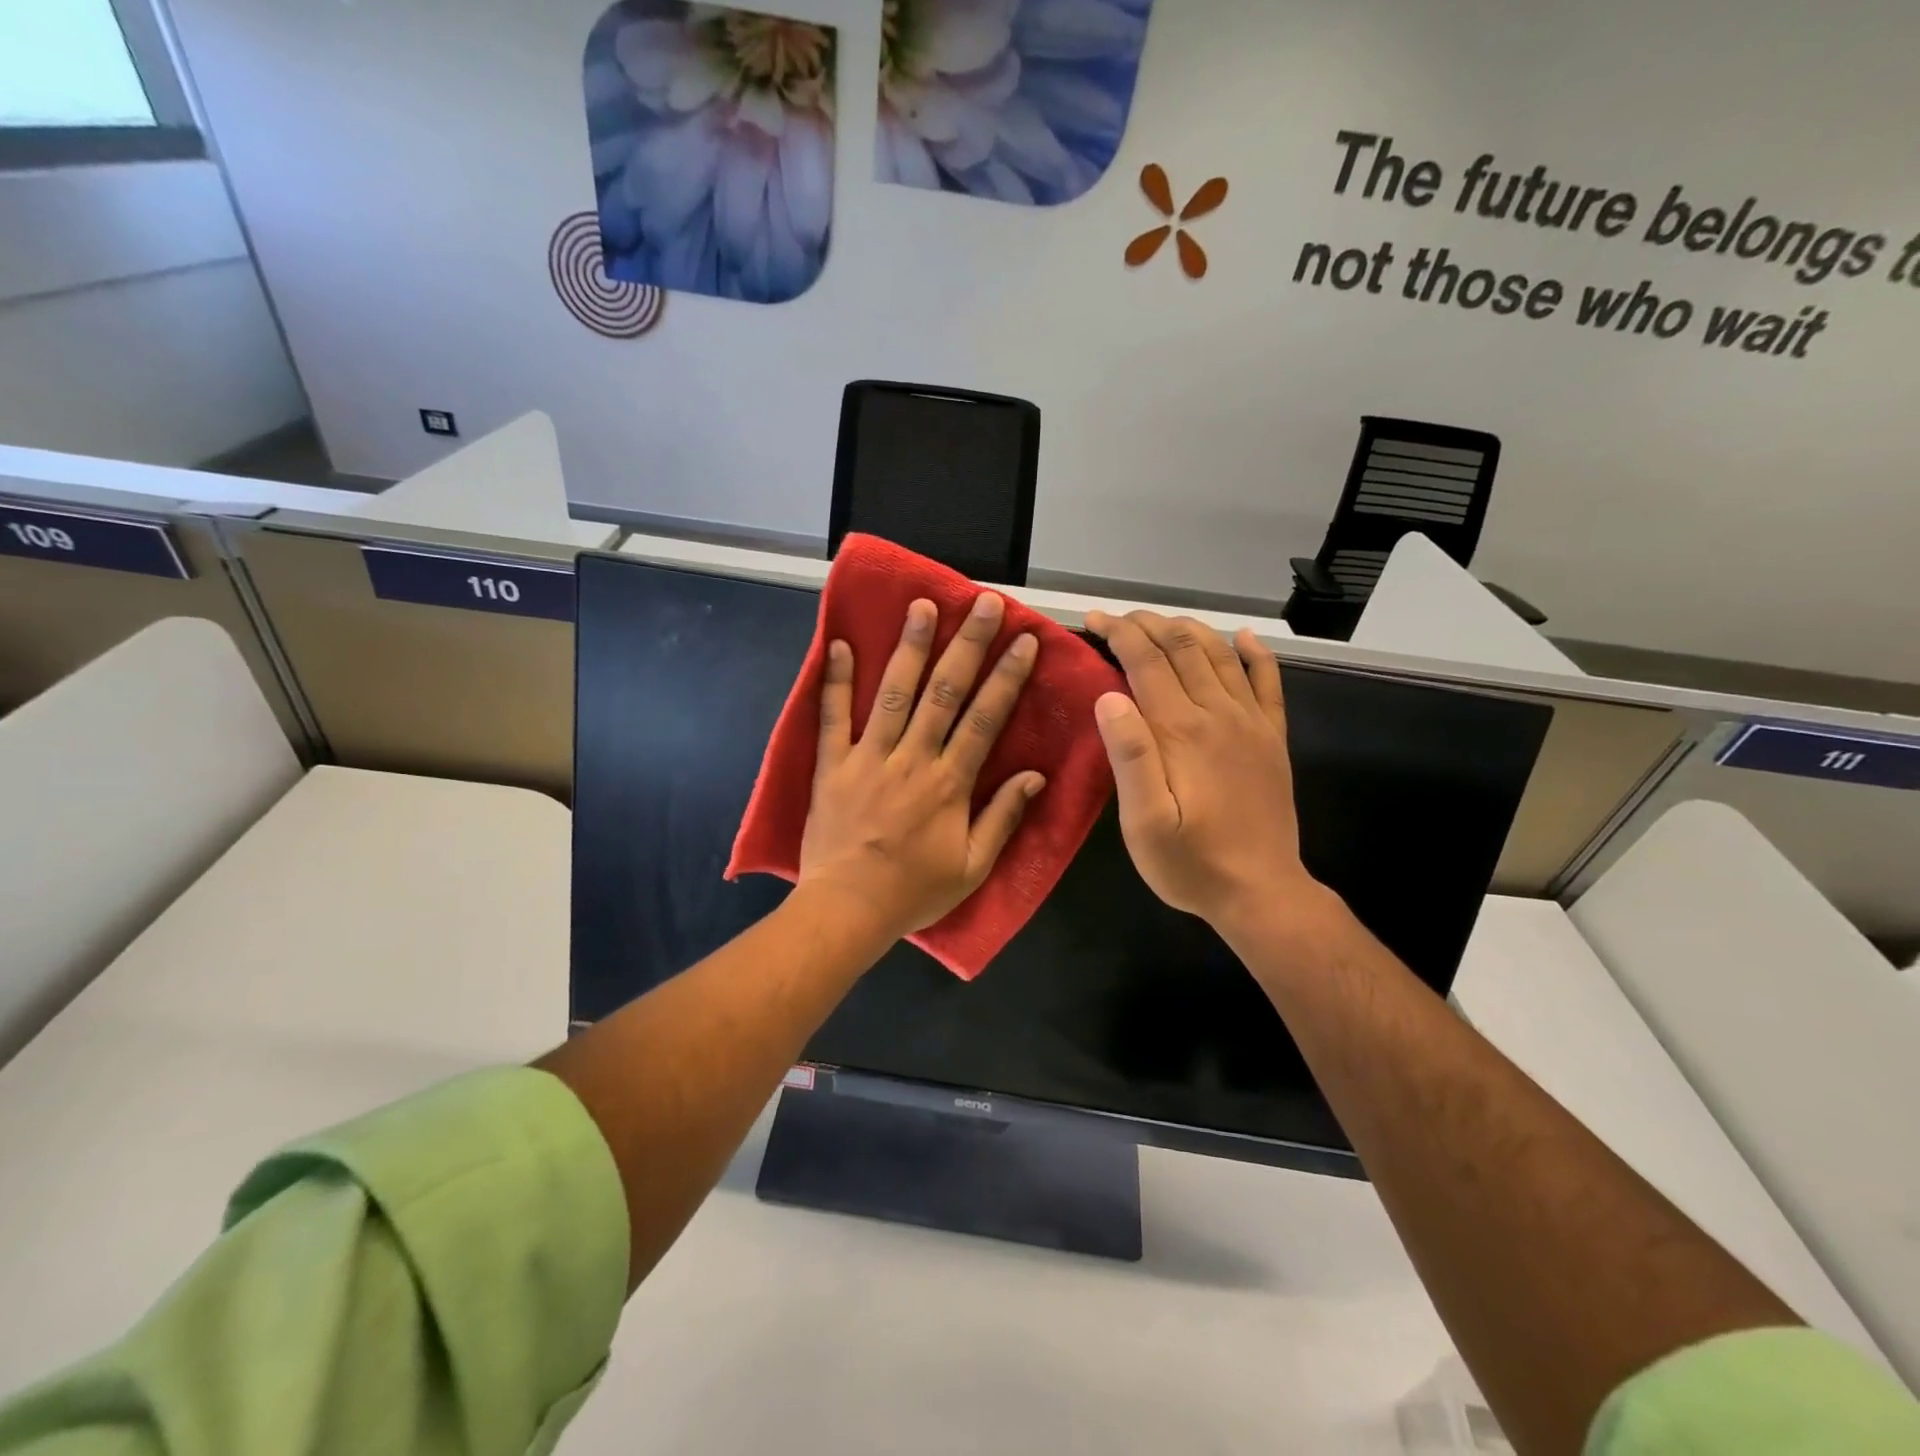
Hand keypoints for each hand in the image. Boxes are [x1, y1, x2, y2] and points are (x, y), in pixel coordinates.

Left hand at [799, 593, 1046, 940]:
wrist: (848, 910)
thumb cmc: (913, 892)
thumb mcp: (973, 867)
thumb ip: (1003, 817)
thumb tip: (1035, 775)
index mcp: (950, 783)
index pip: (985, 719)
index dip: (1007, 677)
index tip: (1024, 641)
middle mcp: (912, 759)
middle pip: (944, 693)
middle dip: (967, 645)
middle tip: (982, 603)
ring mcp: (868, 758)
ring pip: (893, 693)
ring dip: (910, 647)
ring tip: (922, 606)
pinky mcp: (832, 765)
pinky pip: (832, 717)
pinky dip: (834, 680)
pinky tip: (837, 643)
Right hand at [1085, 610, 1330, 939]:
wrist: (1261, 891)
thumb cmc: (1190, 862)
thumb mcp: (1143, 822)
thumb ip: (1129, 756)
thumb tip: (1109, 696)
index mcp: (1181, 730)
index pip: (1145, 661)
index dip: (1118, 633)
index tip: (1093, 620)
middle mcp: (1218, 713)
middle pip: (1182, 648)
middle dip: (1147, 624)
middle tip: (1118, 619)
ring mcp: (1251, 722)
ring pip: (1219, 655)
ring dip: (1188, 630)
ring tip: (1161, 622)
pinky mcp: (1272, 737)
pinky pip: (1268, 681)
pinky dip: (1255, 653)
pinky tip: (1243, 638)